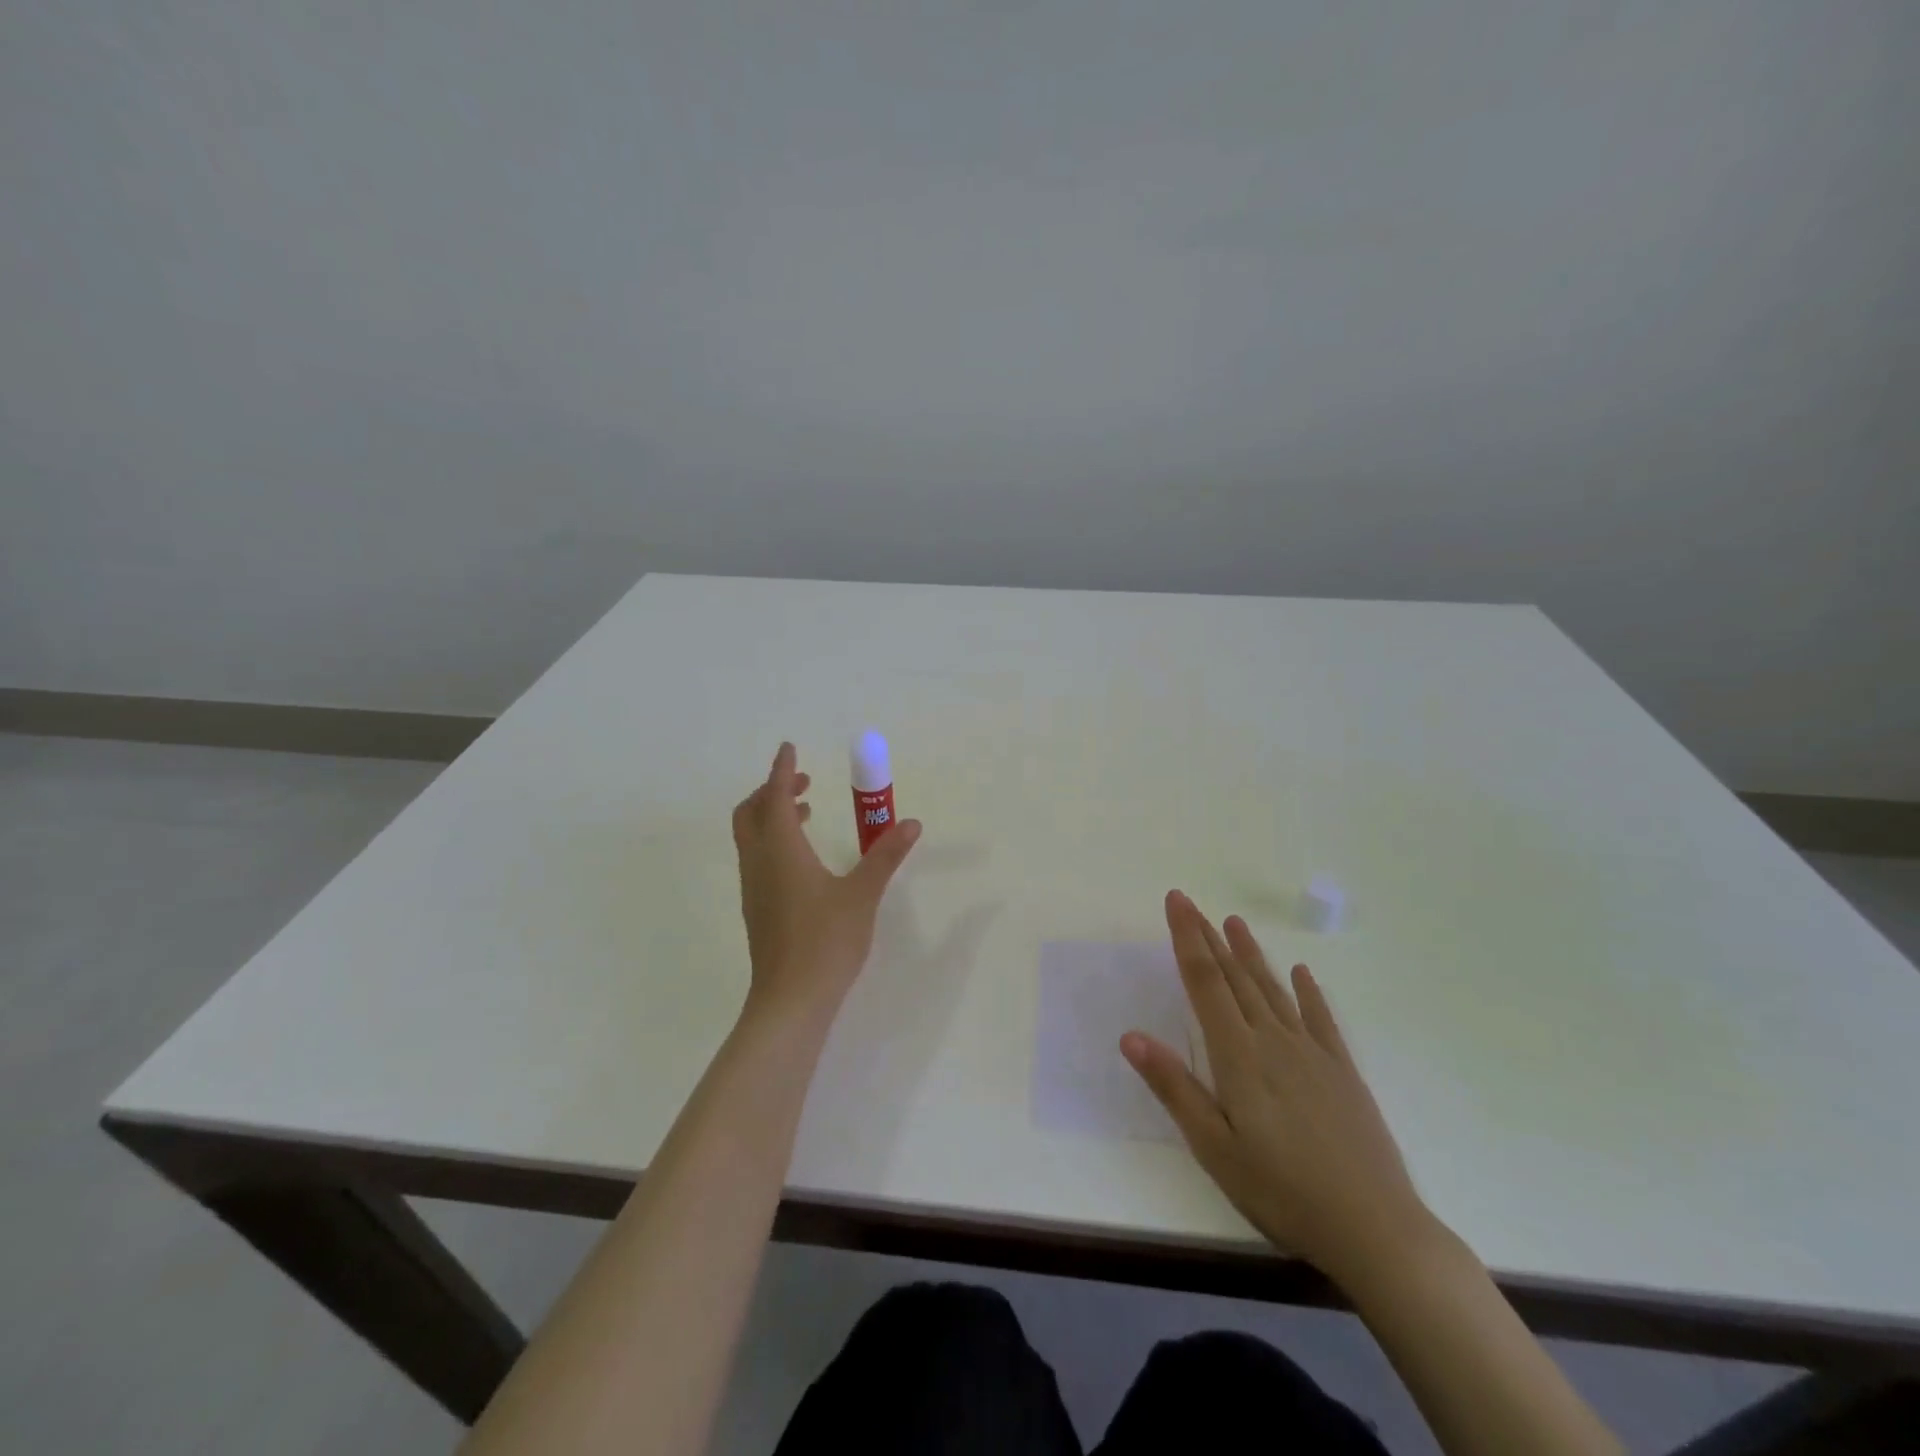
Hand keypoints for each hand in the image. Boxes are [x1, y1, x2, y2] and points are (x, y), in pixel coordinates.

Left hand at [732, 742, 920, 1024]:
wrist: (790, 1001)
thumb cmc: (826, 942)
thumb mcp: (862, 895)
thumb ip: (885, 856)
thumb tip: (911, 824)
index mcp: (782, 851)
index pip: (774, 797)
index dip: (782, 770)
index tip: (789, 748)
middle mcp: (760, 863)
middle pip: (750, 813)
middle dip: (772, 790)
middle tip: (803, 783)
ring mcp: (754, 888)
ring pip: (752, 837)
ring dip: (772, 816)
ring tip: (807, 813)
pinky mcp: (757, 909)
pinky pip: (758, 858)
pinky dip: (774, 841)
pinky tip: (804, 859)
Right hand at [1123, 890, 1436, 1285]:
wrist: (1376, 1230)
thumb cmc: (1283, 1192)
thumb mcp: (1215, 1148)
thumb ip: (1174, 1088)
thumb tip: (1130, 1036)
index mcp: (1239, 1056)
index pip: (1206, 982)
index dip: (1187, 938)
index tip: (1176, 902)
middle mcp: (1274, 1040)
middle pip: (1235, 978)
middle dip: (1209, 937)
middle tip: (1191, 903)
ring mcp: (1312, 1053)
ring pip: (1273, 990)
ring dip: (1250, 954)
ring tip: (1234, 923)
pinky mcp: (1342, 1071)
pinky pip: (1320, 1018)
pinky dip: (1307, 991)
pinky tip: (1300, 973)